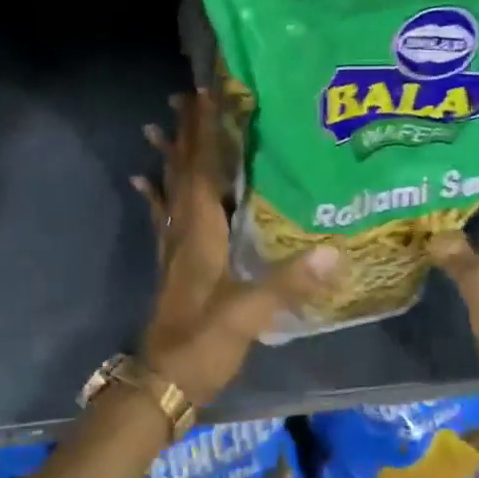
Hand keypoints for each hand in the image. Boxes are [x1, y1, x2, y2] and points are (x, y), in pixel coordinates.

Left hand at [132, 90, 340, 406]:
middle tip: (184, 96)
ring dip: (167, 156)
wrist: (162, 383)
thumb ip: (289, 282)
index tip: (205, 94)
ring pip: (170, 190)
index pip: (202, 170)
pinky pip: (162, 217)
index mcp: (201, 233)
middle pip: (183, 171)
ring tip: (157, 126)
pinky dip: (154, 195)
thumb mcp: (248, 314)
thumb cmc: (203, 344)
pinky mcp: (171, 265)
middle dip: (186, 132)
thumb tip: (336, 251)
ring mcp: (174, 248)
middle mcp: (183, 231)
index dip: (205, 132)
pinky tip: (142, 181)